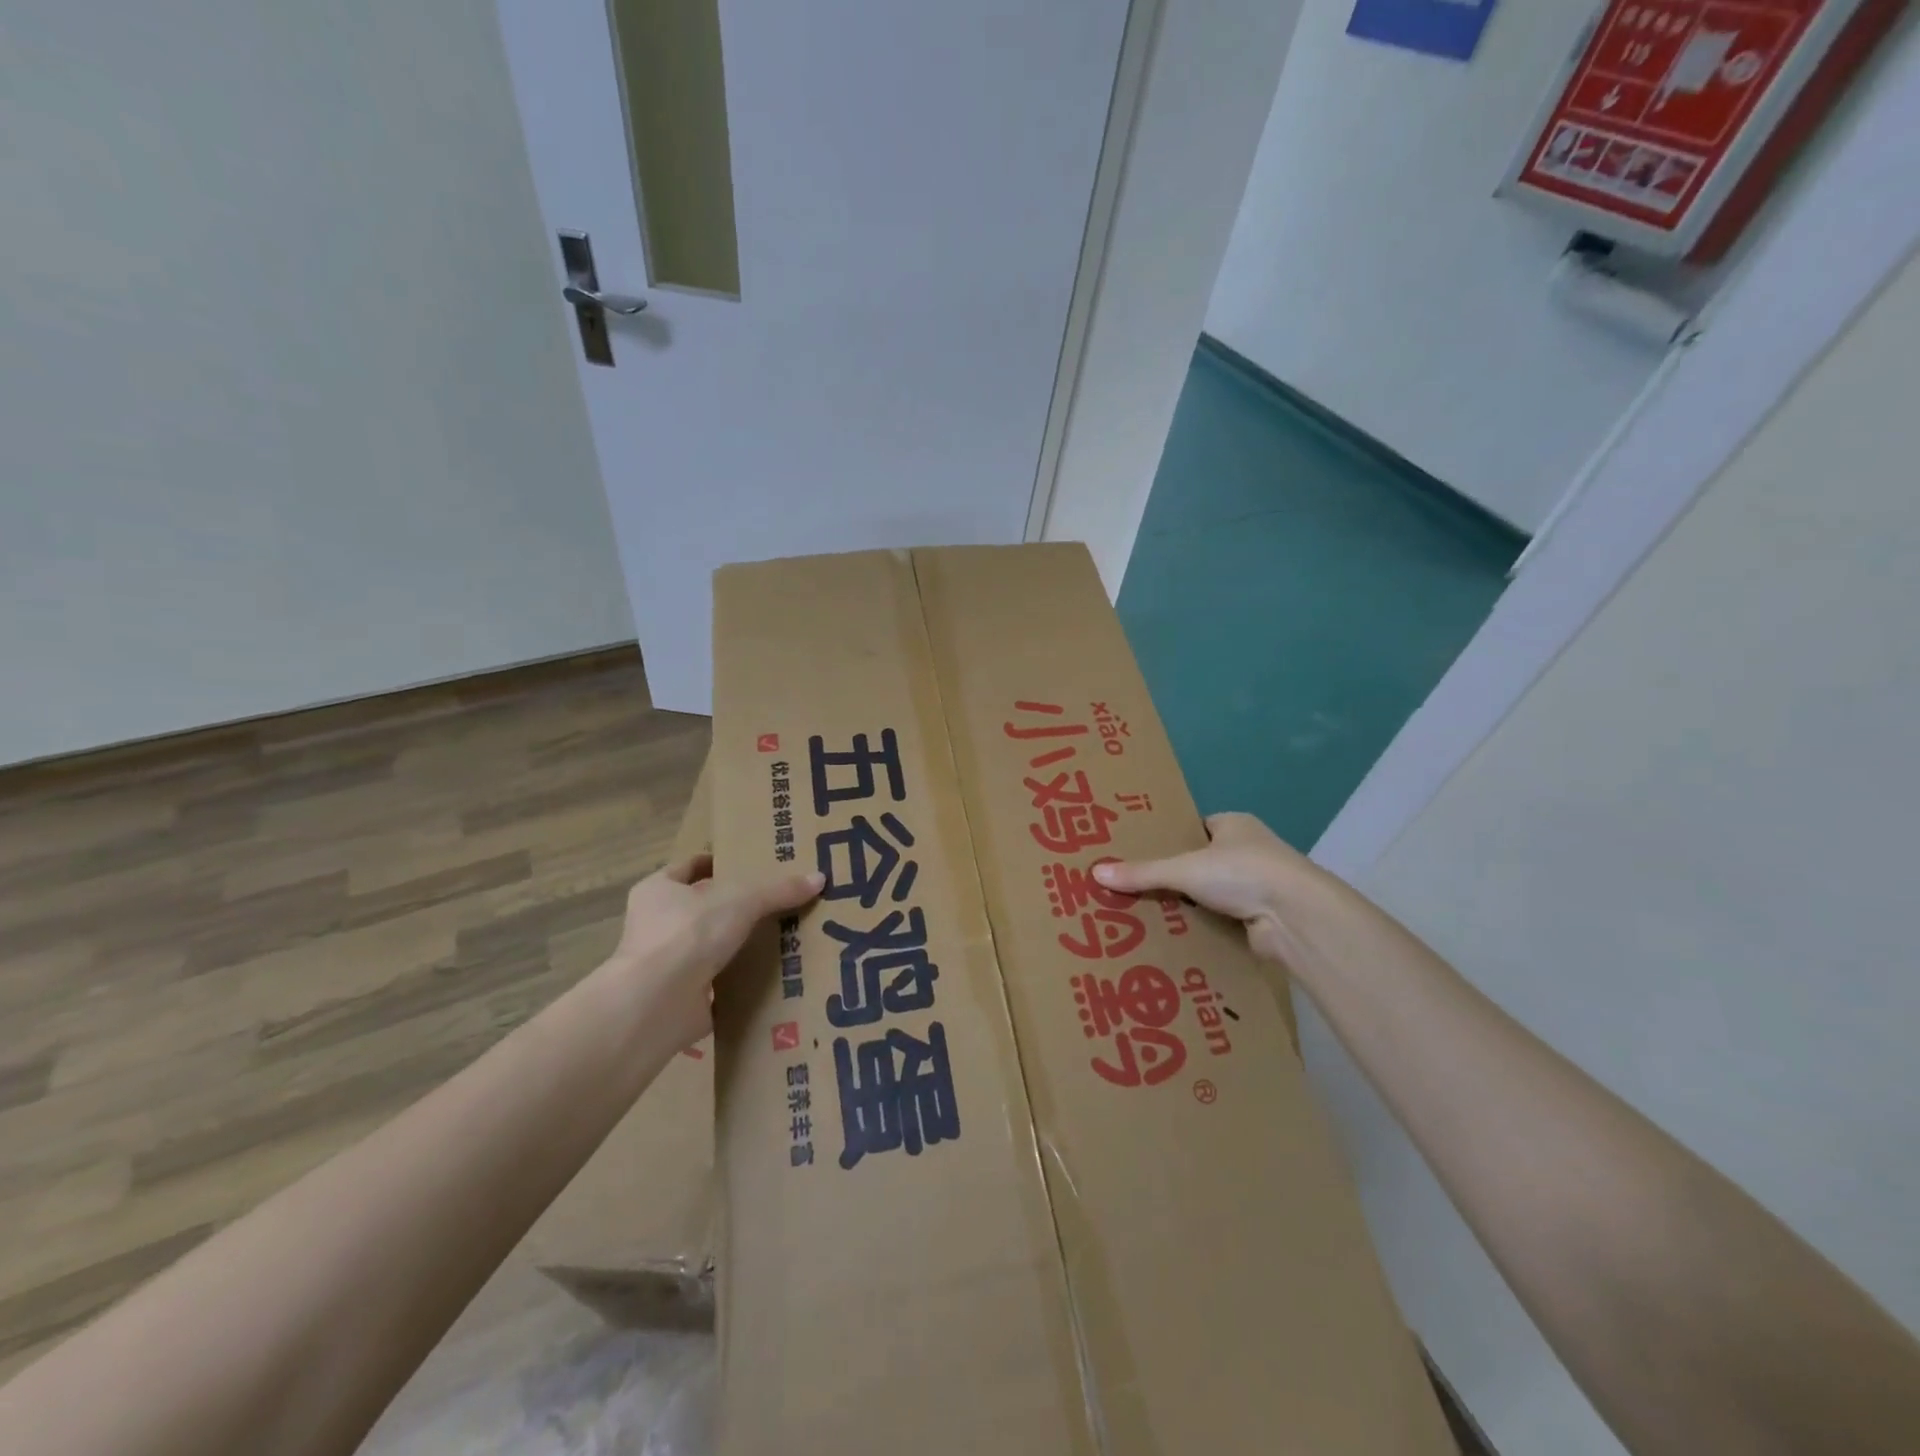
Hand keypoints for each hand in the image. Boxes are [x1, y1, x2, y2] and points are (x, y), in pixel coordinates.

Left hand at [607, 854, 823, 1049]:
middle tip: (779, 901)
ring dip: (741, 945)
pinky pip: (719, 983)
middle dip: (738, 906)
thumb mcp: (742, 900)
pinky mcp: (680, 998)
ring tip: (785, 937)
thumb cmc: (689, 933)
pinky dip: (741, 981)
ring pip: (712, 946)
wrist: (657, 1004)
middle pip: (704, 907)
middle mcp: (657, 924)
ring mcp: (667, 964)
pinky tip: (773, 976)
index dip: (720, 863)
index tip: (754, 864)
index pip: (691, 867)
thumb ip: (779, 890)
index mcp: (658, 890)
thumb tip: (819, 879)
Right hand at [1093, 812, 1339, 965]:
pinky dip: (1204, 927)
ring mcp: (1259, 885)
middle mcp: (1250, 850)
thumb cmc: (1242, 873)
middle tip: (1134, 887)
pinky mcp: (1262, 918)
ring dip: (1189, 905)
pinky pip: (1223, 919)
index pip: (1195, 828)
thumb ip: (1142, 873)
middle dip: (1174, 876)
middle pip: (1201, 862)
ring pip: (1212, 893)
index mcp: (1235, 825)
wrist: (1297, 917)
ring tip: (1145, 914)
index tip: (1139, 853)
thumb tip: (1095, 873)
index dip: (1169, 839)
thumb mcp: (1184, 868)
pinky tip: (1174, 936)